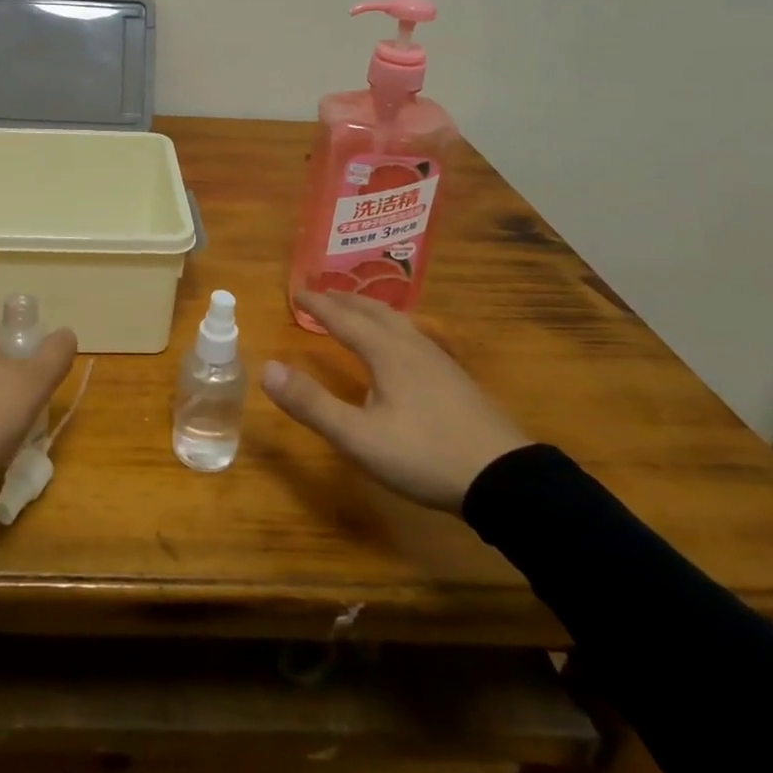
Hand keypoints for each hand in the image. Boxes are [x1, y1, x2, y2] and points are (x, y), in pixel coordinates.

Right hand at [262, 291, 529, 512]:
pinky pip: (414, 336)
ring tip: (357, 311)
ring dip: (370, 310)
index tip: (297, 292)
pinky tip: (401, 348)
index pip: (344, 318)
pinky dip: (393, 327)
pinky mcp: (456, 379)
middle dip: (344, 300)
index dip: (318, 305)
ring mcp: (439, 361)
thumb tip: (266, 368)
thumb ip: (312, 404)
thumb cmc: (425, 455)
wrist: (506, 480)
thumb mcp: (359, 437)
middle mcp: (412, 346)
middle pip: (373, 312)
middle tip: (322, 295)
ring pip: (399, 321)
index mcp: (386, 352)